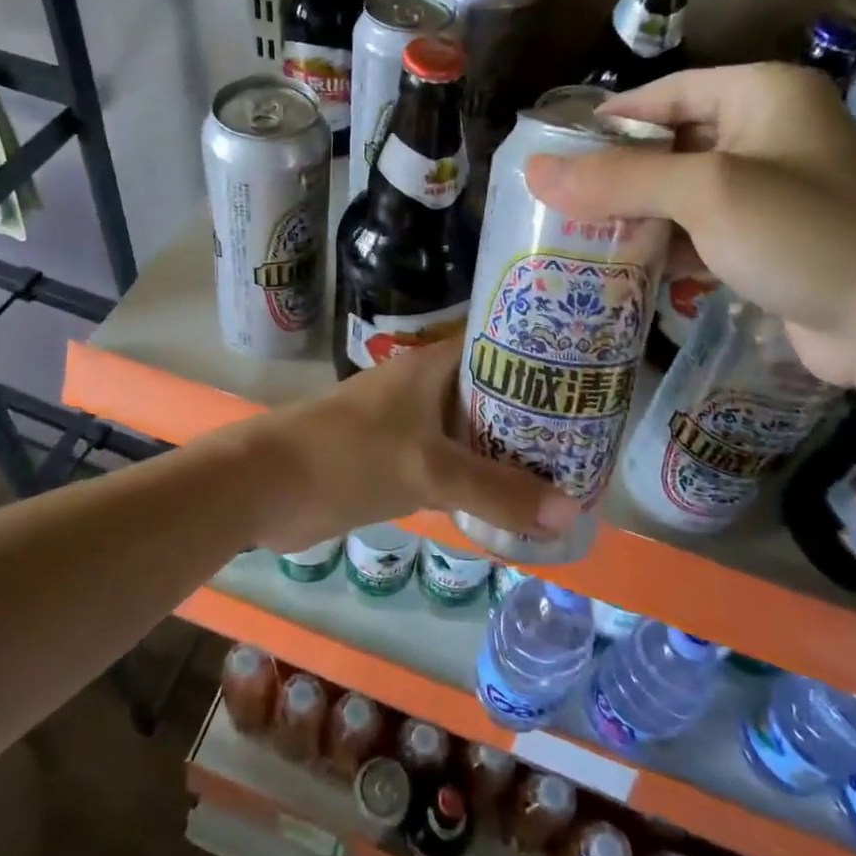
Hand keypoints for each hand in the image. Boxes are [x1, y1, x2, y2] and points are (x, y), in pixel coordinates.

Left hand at [233, 337, 575, 553]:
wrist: (266, 486)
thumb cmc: (347, 457)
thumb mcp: (427, 470)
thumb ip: (495, 491)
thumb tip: (569, 512)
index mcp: (431, 367)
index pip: (497, 343)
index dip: (541, 353)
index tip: (585, 373)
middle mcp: (424, 388)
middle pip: (490, 391)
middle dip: (533, 410)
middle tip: (589, 429)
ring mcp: (408, 425)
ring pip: (471, 430)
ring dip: (508, 448)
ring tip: (567, 464)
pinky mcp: (396, 461)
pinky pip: (451, 464)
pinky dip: (479, 478)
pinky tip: (514, 498)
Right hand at [524, 64, 855, 384]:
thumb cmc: (804, 233)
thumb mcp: (705, 194)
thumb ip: (618, 179)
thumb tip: (533, 171)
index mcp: (763, 95)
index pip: (665, 94)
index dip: (608, 121)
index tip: (556, 152)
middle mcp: (771, 132)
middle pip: (672, 143)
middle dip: (619, 175)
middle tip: (561, 201)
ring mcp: (775, 190)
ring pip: (684, 191)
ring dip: (639, 214)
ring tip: (581, 235)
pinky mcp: (774, 239)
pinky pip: (704, 230)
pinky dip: (668, 244)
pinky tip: (629, 266)